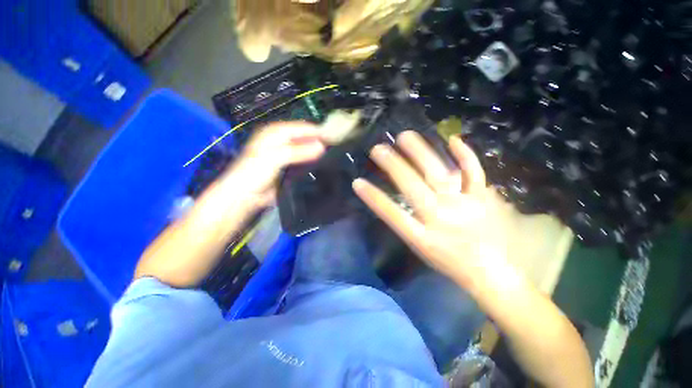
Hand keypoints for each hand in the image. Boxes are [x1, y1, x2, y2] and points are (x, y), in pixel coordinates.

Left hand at [222, 121, 325, 208]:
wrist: (245, 196)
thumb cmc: (255, 171)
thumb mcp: (275, 157)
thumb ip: (298, 151)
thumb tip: (322, 147)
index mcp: (275, 132)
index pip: (300, 128)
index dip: (316, 131)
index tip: (334, 137)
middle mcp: (281, 141)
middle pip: (304, 138)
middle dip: (318, 141)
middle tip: (335, 146)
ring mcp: (286, 155)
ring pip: (305, 150)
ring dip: (317, 152)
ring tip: (333, 154)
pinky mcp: (289, 167)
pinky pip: (304, 162)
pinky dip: (312, 162)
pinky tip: (322, 164)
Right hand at [353, 131, 507, 284]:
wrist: (492, 274)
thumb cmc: (450, 262)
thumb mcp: (421, 249)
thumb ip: (406, 225)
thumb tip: (391, 202)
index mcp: (422, 237)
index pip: (391, 214)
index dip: (373, 198)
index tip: (357, 182)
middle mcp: (441, 218)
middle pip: (412, 188)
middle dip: (393, 166)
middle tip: (378, 148)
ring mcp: (464, 206)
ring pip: (439, 174)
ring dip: (420, 154)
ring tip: (405, 136)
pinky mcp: (484, 198)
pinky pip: (474, 173)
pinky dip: (464, 155)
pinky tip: (452, 139)